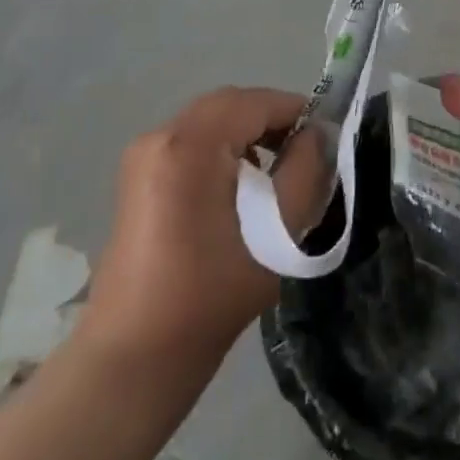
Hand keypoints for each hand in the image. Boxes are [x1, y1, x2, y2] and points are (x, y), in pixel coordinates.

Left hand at [75, 87, 329, 368]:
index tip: (326, 138)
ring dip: (248, 132)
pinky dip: (222, 147)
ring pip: (211, 120)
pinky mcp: (138, 176)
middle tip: (304, 151)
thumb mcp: (278, 231)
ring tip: (277, 170)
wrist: (134, 357)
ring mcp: (143, 155)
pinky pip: (191, 140)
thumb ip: (306, 170)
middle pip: (230, 104)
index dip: (296, 111)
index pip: (256, 102)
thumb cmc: (211, 294)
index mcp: (190, 144)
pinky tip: (239, 186)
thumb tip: (314, 136)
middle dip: (272, 119)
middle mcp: (161, 136)